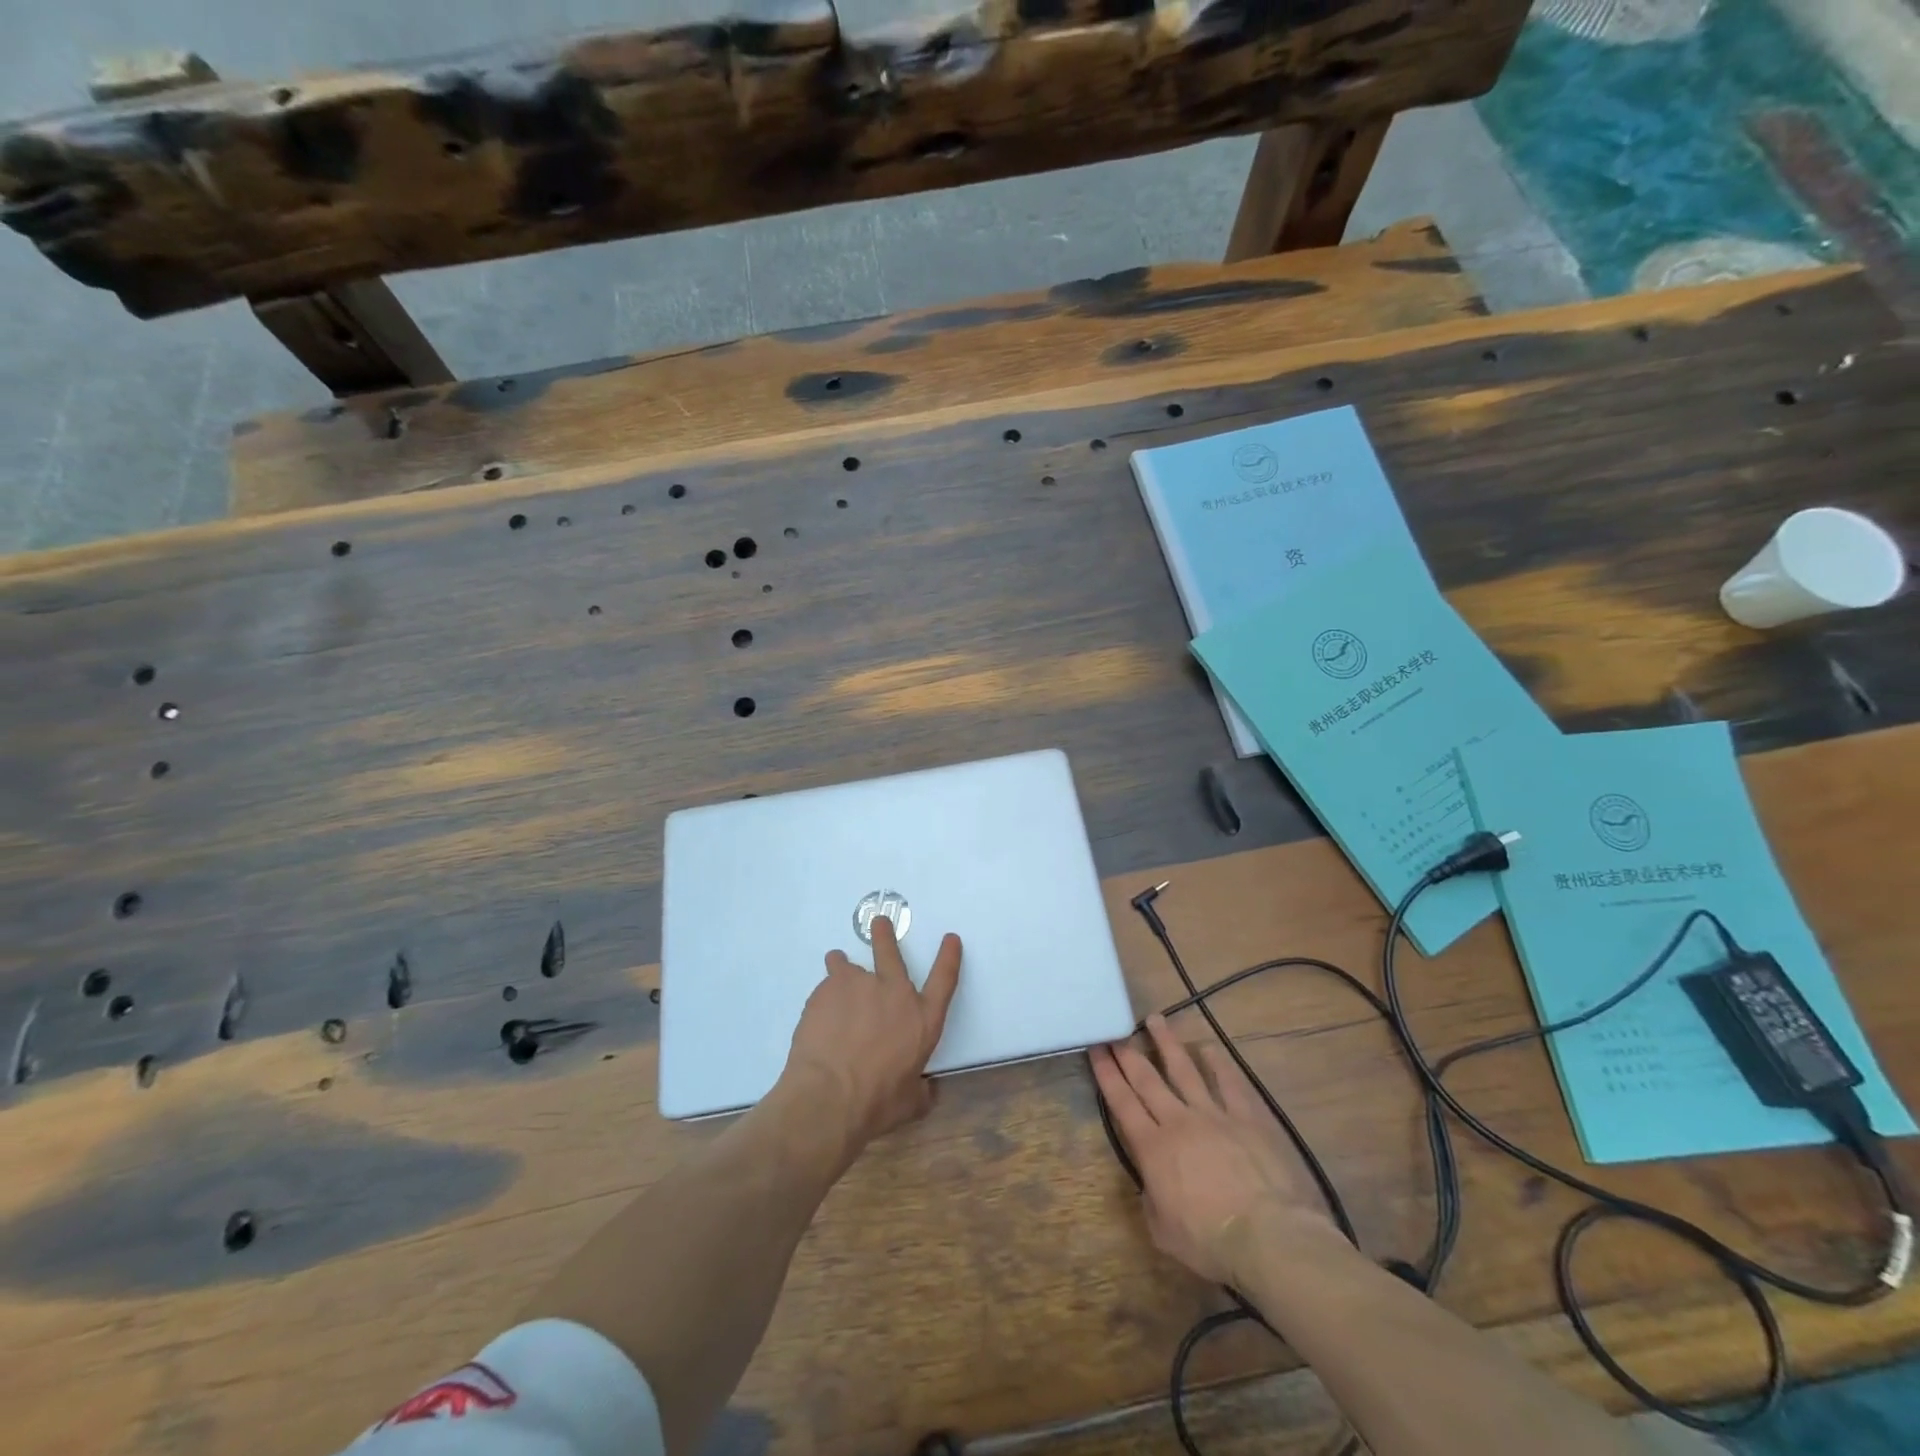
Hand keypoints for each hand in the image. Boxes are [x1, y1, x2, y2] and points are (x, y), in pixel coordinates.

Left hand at [782, 916, 961, 1150]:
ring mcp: (858, 986)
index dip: (949, 957)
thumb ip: (922, 1091)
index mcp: (922, 1019)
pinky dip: (824, 997)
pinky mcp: (827, 990)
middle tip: (879, 922)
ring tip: (836, 965)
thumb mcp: (910, 1104)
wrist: (829, 1096)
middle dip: (885, 935)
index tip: (951, 938)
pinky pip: (826, 987)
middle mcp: (893, 993)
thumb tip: (928, 1089)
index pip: (944, 979)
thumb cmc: (877, 1103)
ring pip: (847, 964)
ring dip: (842, 965)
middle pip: (891, 952)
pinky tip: (818, 1016)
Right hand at [1091, 1015, 1335, 1285]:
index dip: (1106, 1074)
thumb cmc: (1211, 1242)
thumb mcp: (1164, 1232)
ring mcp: (1214, 1114)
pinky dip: (1218, 1062)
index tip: (1096, 1048)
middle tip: (1115, 1029)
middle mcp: (1178, 1121)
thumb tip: (1150, 1186)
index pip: (1122, 1102)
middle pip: (1147, 1079)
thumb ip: (1151, 1202)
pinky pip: (1229, 1081)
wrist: (1268, 1237)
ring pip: (1184, 1069)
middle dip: (1127, 1052)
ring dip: (1167, 1043)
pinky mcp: (1247, 1116)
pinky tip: (1208, 1047)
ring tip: (1155, 1019)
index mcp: (1153, 1149)